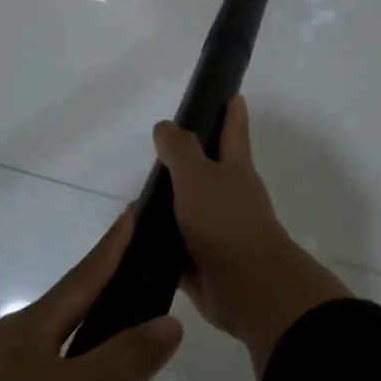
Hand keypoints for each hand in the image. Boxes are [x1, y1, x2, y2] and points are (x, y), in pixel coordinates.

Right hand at [154, 96, 350, 376]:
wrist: (247, 286)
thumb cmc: (225, 221)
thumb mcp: (198, 176)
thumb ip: (180, 149)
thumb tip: (166, 126)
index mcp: (234, 171)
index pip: (233, 132)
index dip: (232, 112)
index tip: (232, 94)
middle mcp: (228, 198)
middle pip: (205, 173)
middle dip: (185, 163)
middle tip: (156, 155)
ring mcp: (216, 232)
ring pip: (186, 211)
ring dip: (165, 207)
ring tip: (134, 202)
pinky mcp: (202, 264)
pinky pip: (174, 248)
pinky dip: (157, 243)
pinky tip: (133, 240)